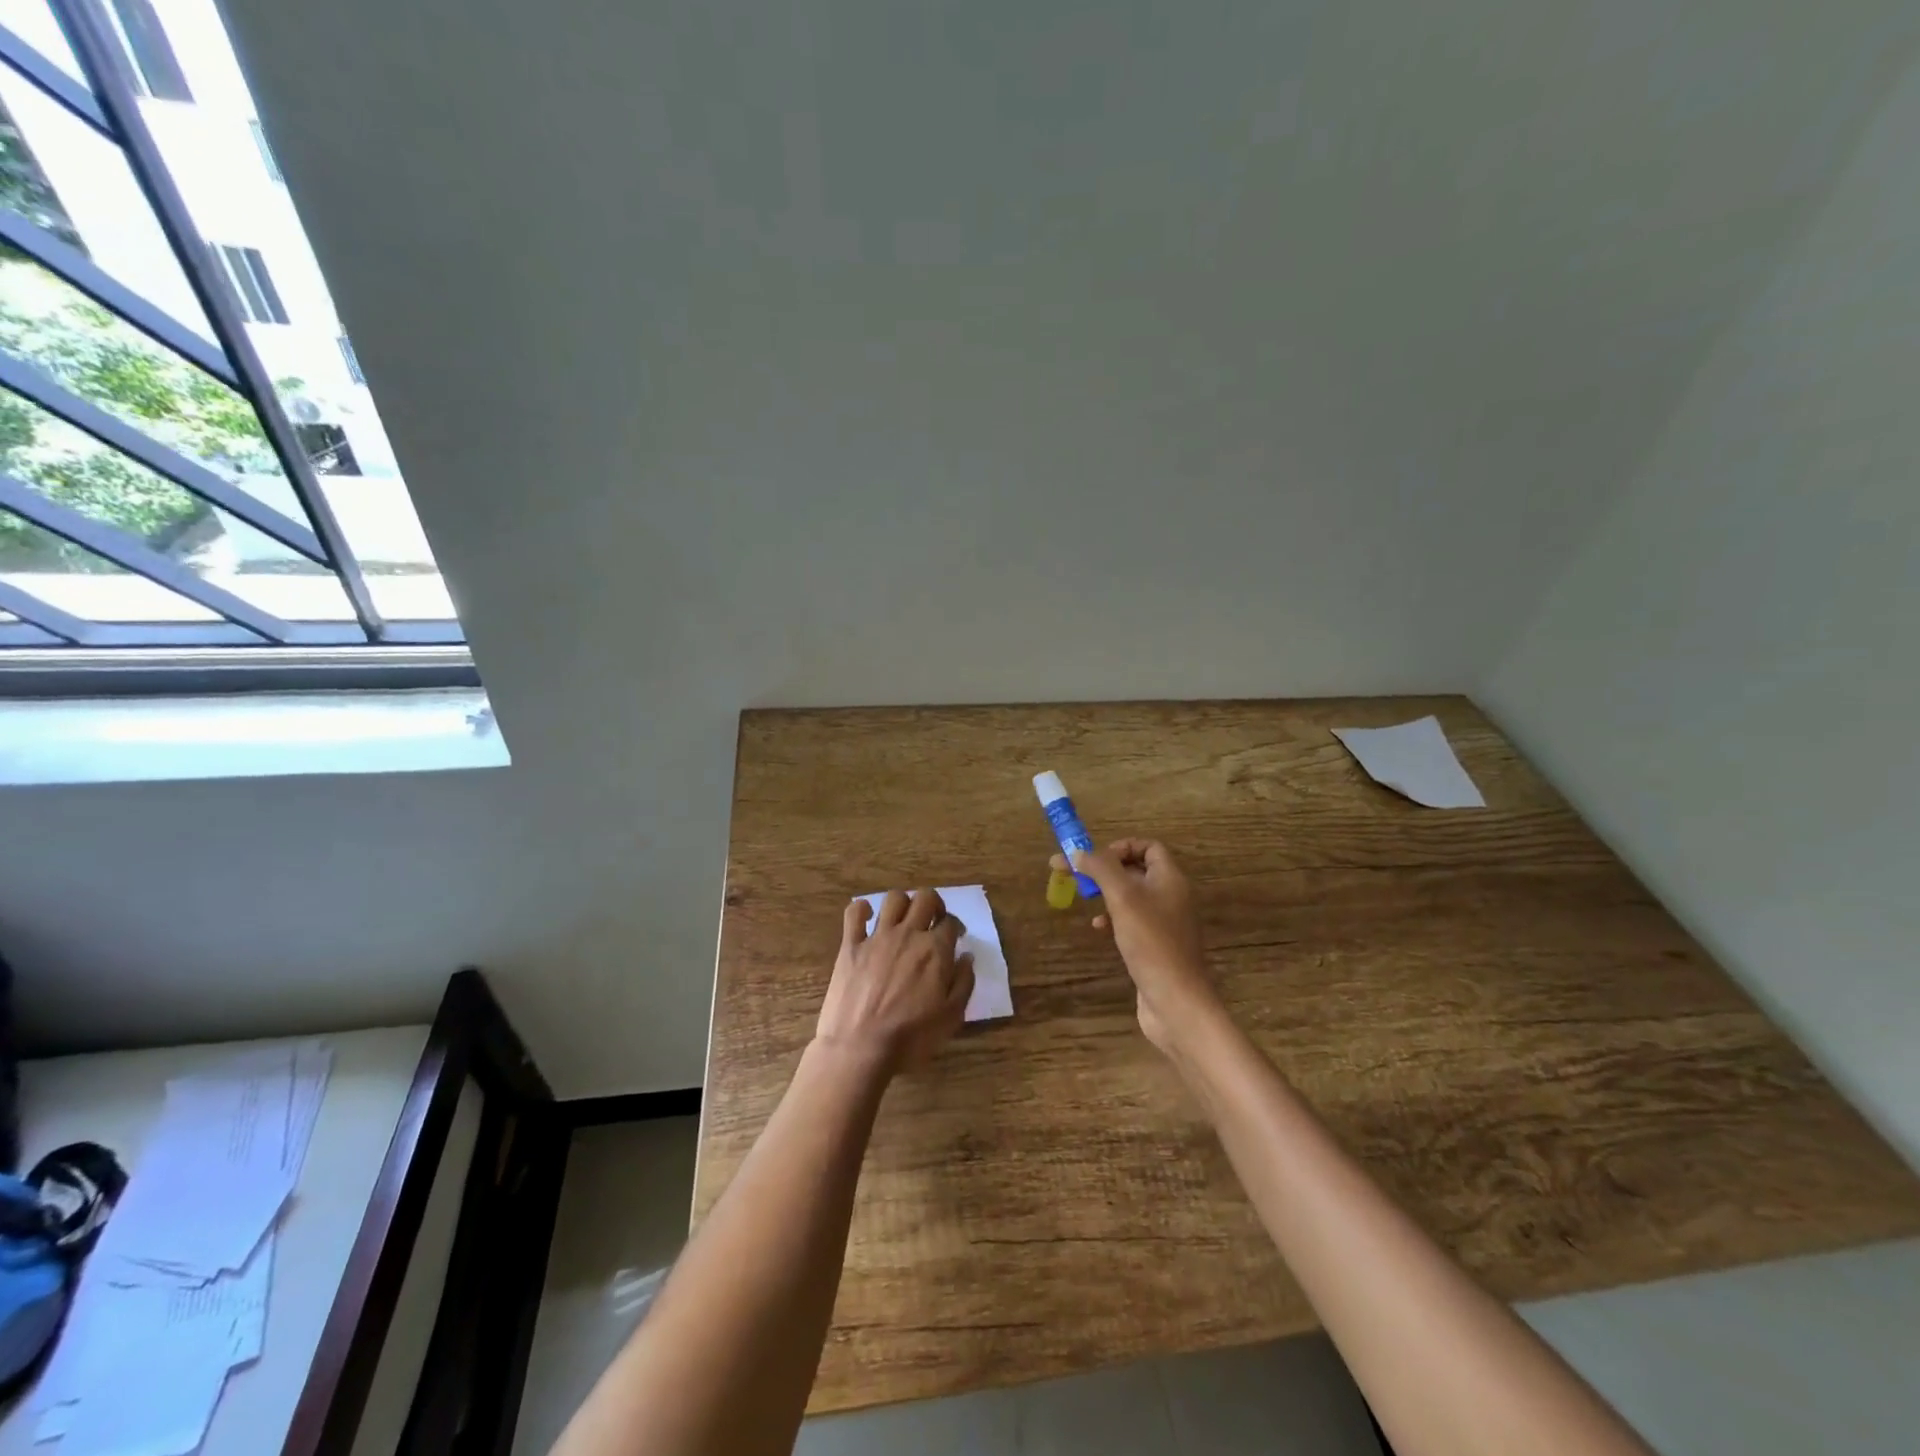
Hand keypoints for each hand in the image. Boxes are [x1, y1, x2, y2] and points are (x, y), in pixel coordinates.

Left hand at [815, 889, 974, 1075]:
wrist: (860, 1048)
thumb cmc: (910, 1037)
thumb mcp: (951, 1017)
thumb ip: (964, 983)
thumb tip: (967, 957)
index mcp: (935, 950)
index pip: (951, 922)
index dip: (956, 927)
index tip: (956, 938)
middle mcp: (908, 935)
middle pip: (926, 898)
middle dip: (934, 904)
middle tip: (933, 921)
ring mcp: (877, 937)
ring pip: (894, 899)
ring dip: (903, 903)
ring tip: (904, 919)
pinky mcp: (850, 945)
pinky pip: (854, 913)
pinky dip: (861, 910)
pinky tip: (866, 918)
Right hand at [1061, 840, 1223, 1056]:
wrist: (1175, 1000)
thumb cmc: (1151, 942)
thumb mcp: (1123, 898)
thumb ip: (1101, 869)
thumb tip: (1078, 852)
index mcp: (1170, 878)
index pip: (1149, 846)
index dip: (1121, 846)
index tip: (1095, 858)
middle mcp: (1170, 895)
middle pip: (1136, 869)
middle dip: (1105, 869)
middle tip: (1073, 873)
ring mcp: (1164, 922)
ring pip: (1131, 895)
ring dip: (1106, 892)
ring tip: (1082, 896)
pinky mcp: (1155, 945)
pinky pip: (1132, 920)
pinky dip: (1113, 917)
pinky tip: (1099, 927)